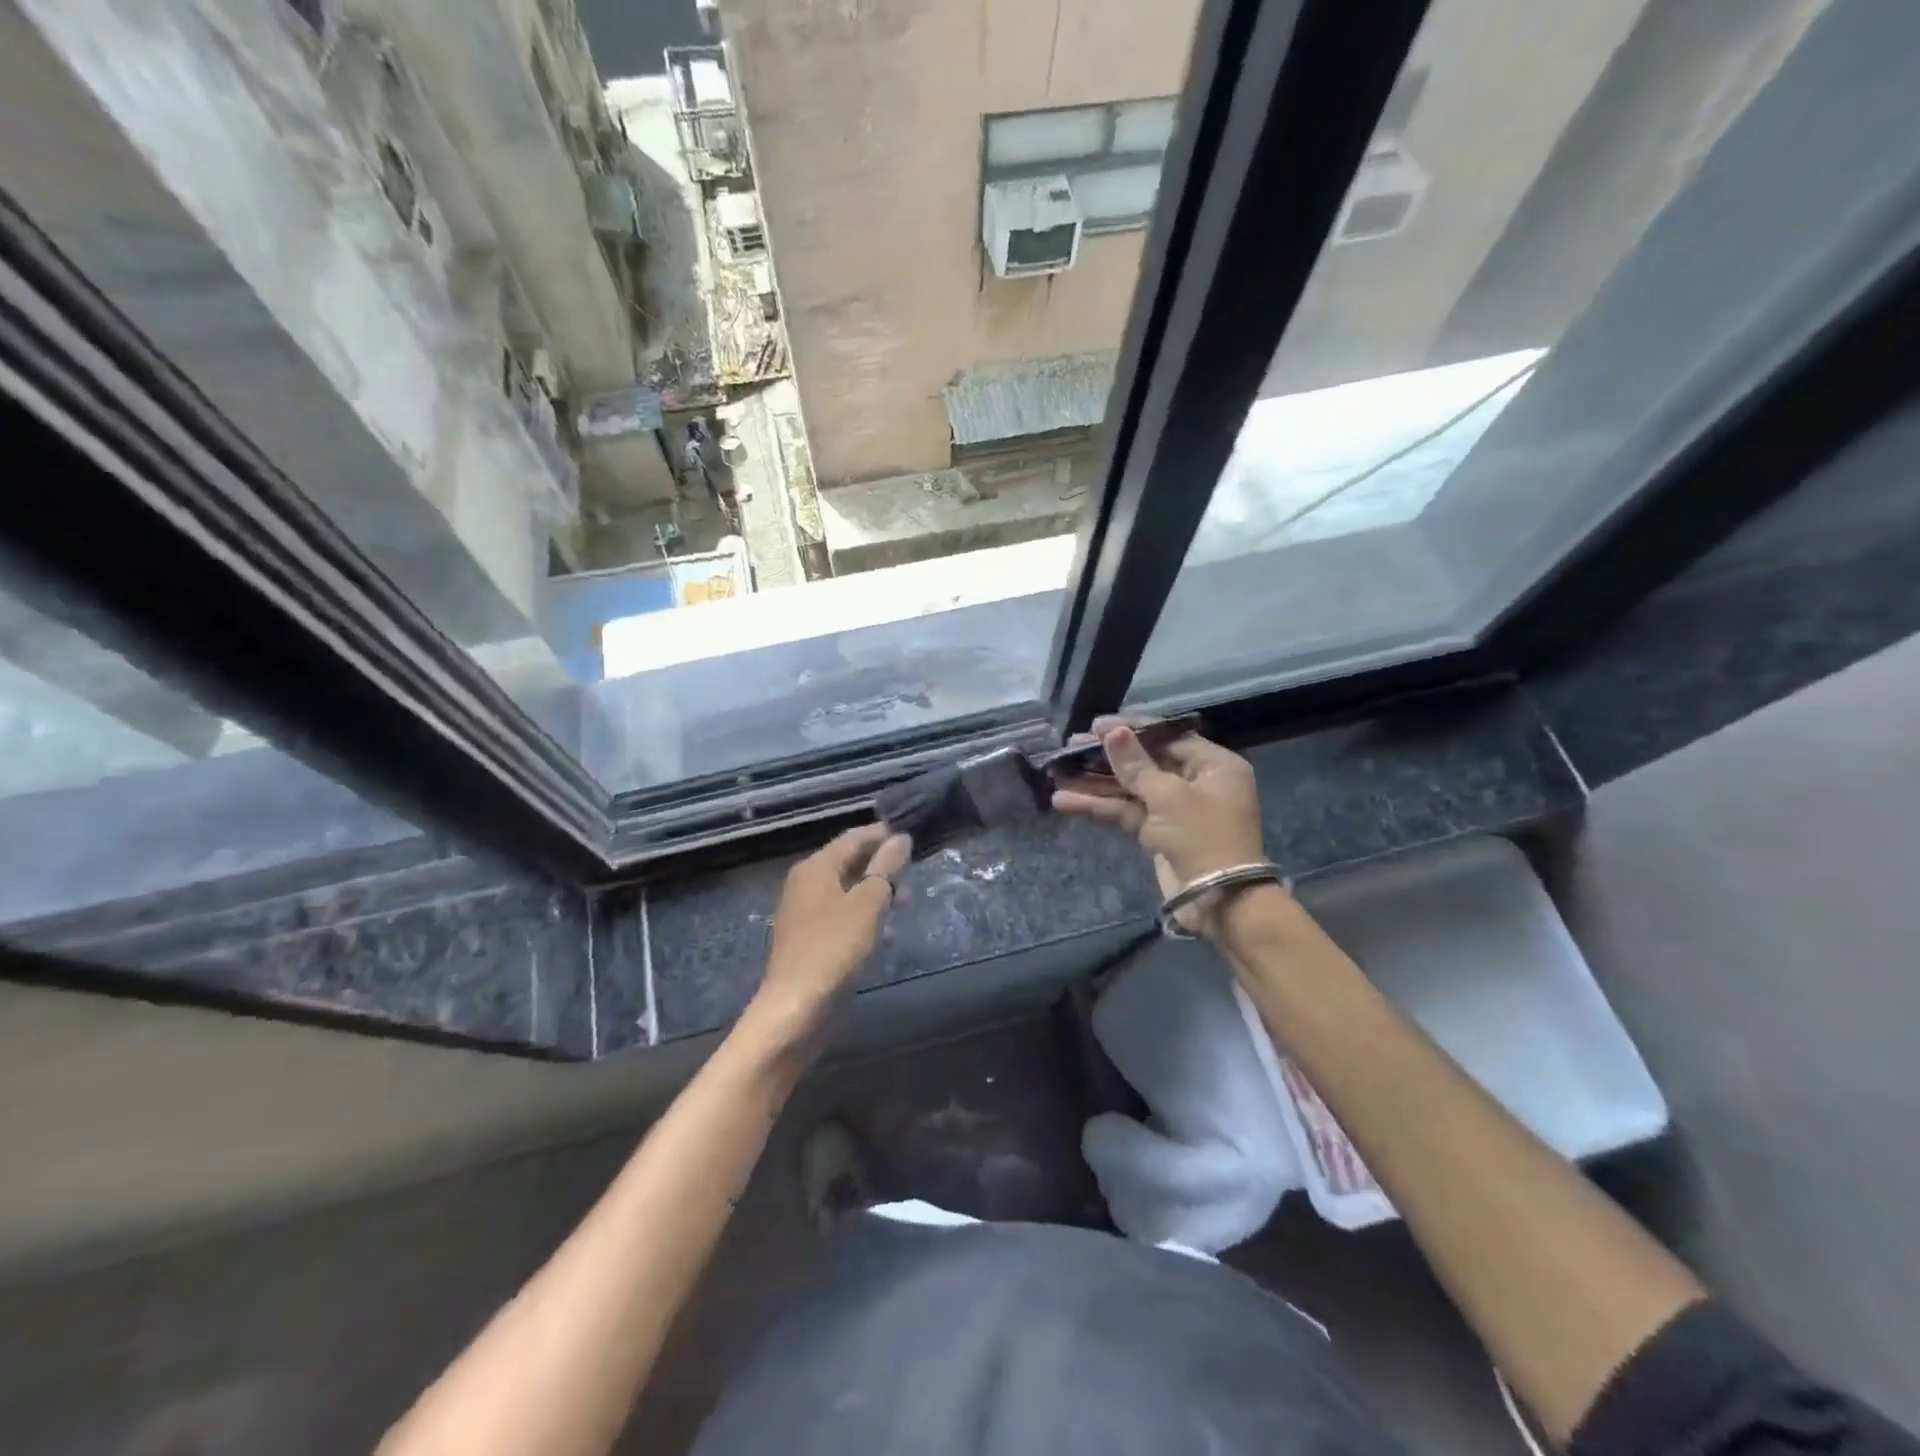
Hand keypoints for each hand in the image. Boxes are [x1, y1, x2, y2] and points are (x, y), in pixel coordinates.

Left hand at [751, 824, 911, 1043]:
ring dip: (876, 890)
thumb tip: (900, 838)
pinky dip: (865, 912)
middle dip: (882, 863)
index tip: (911, 835)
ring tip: (907, 900)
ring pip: (848, 889)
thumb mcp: (867, 904)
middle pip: (849, 862)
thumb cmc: (833, 948)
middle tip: (914, 869)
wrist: (796, 1008)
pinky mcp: (812, 938)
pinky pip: (843, 913)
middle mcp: (807, 883)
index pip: (853, 838)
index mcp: (816, 868)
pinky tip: (886, 927)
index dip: (882, 834)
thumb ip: (885, 868)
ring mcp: (807, 912)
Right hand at [1052, 719, 1266, 933]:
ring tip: (1057, 773)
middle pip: (1145, 761)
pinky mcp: (1158, 832)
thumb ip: (1136, 765)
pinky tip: (1065, 801)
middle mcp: (1196, 782)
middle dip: (1106, 757)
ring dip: (1095, 783)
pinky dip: (1099, 806)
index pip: (1167, 737)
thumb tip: (1113, 732)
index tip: (1096, 727)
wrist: (1218, 901)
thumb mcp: (1169, 796)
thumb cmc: (1202, 837)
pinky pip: (1126, 811)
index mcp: (1213, 765)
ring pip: (1130, 788)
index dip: (1130, 730)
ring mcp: (1175, 809)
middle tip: (1071, 748)